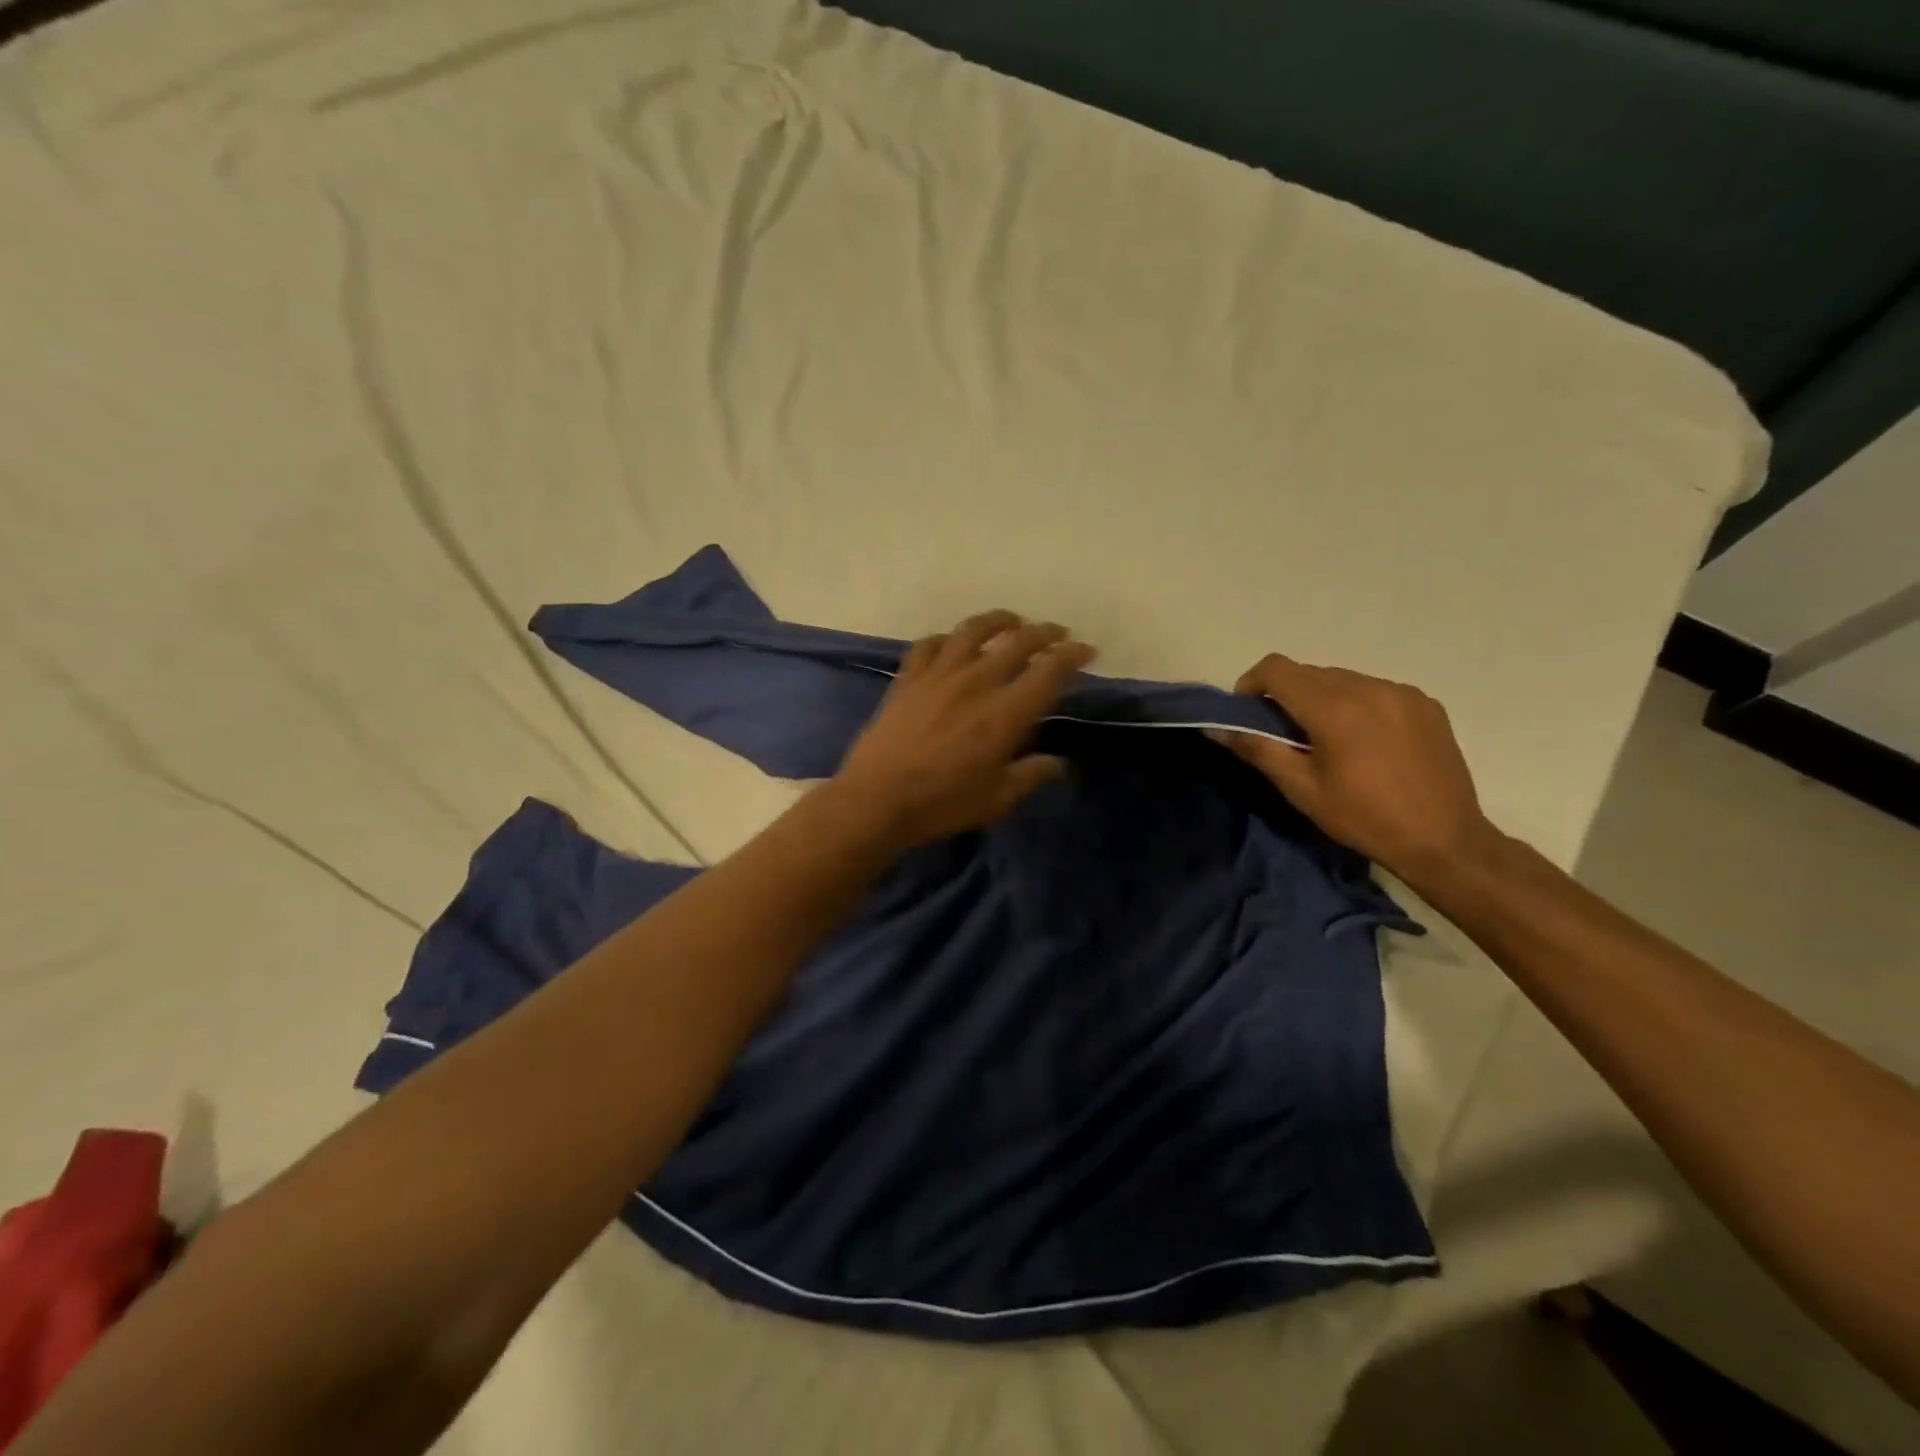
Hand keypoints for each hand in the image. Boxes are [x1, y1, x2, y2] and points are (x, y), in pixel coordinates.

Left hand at [833, 611, 1096, 849]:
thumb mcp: (997, 799)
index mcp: (1005, 713)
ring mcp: (938, 675)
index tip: (1086, 650)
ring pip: (973, 630)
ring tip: (1012, 621)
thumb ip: (1031, 775)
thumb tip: (1059, 764)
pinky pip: (929, 644)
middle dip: (1045, 632)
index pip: (1049, 671)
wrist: (877, 799)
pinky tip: (952, 642)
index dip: (1073, 655)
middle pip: (1018, 642)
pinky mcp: (908, 678)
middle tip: (1057, 633)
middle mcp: (976, 682)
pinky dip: (947, 638)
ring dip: (998, 620)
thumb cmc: (943, 803)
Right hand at [1212, 654, 1496, 880]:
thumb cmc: (1363, 818)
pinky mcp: (1425, 703)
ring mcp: (1401, 692)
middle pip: (1309, 672)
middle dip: (1286, 695)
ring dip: (1322, 698)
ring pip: (1342, 679)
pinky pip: (1375, 690)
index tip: (1249, 712)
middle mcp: (1368, 687)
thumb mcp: (1301, 788)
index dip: (1252, 683)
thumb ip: (1257, 749)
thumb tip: (1216, 728)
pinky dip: (1356, 704)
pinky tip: (1364, 742)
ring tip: (1327, 739)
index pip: (1277, 669)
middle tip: (1285, 734)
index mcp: (1334, 707)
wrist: (1444, 840)